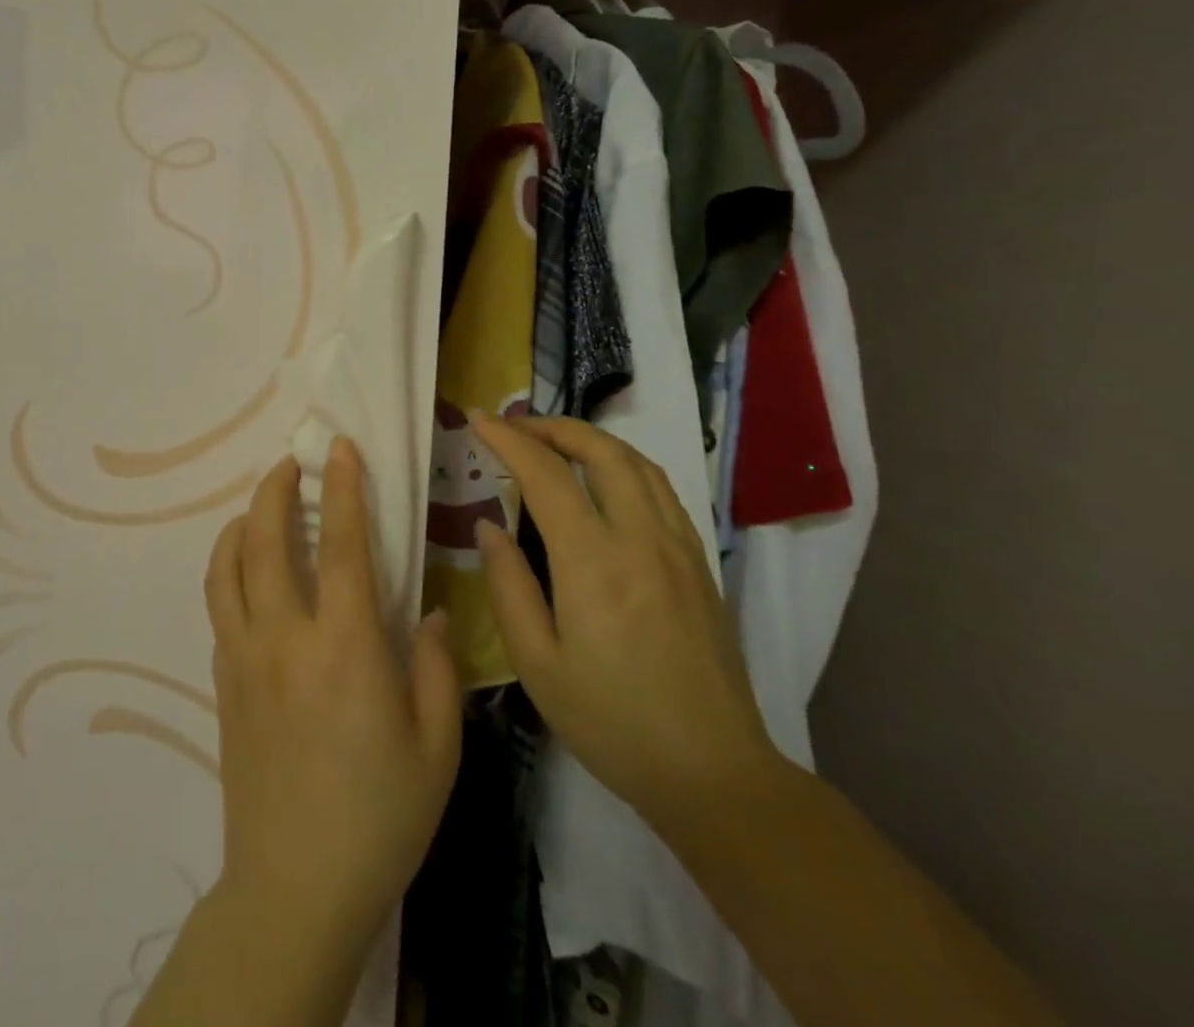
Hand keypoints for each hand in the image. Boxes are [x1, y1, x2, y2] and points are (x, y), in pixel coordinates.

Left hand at [204, 439, 462, 953]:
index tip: (339, 448)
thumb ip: (434, 667)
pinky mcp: (224, 681)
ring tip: (261, 505)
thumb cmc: (380, 817)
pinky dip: (229, 568)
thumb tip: (426, 613)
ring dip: (242, 522)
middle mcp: (285, 638)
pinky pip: (219, 605)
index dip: (342, 488)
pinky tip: (248, 571)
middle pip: (268, 540)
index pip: (342, 545)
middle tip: (290, 463)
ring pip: (228, 567)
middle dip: (276, 489)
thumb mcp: (436, 747)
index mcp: (345, 648)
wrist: (295, 886)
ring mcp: (245, 657)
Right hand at [469, 413, 781, 827]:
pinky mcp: (699, 563)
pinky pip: (660, 490)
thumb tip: (487, 527)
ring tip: (555, 443)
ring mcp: (678, 547)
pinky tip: (605, 482)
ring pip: (637, 463)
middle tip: (515, 426)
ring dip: (592, 440)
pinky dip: (625, 465)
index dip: (508, 440)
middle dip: (553, 426)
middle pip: (601, 450)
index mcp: (593, 561)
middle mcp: (640, 538)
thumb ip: (508, 586)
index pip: (545, 474)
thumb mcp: (538, 664)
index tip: (478, 420)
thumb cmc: (612, 722)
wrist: (714, 773)